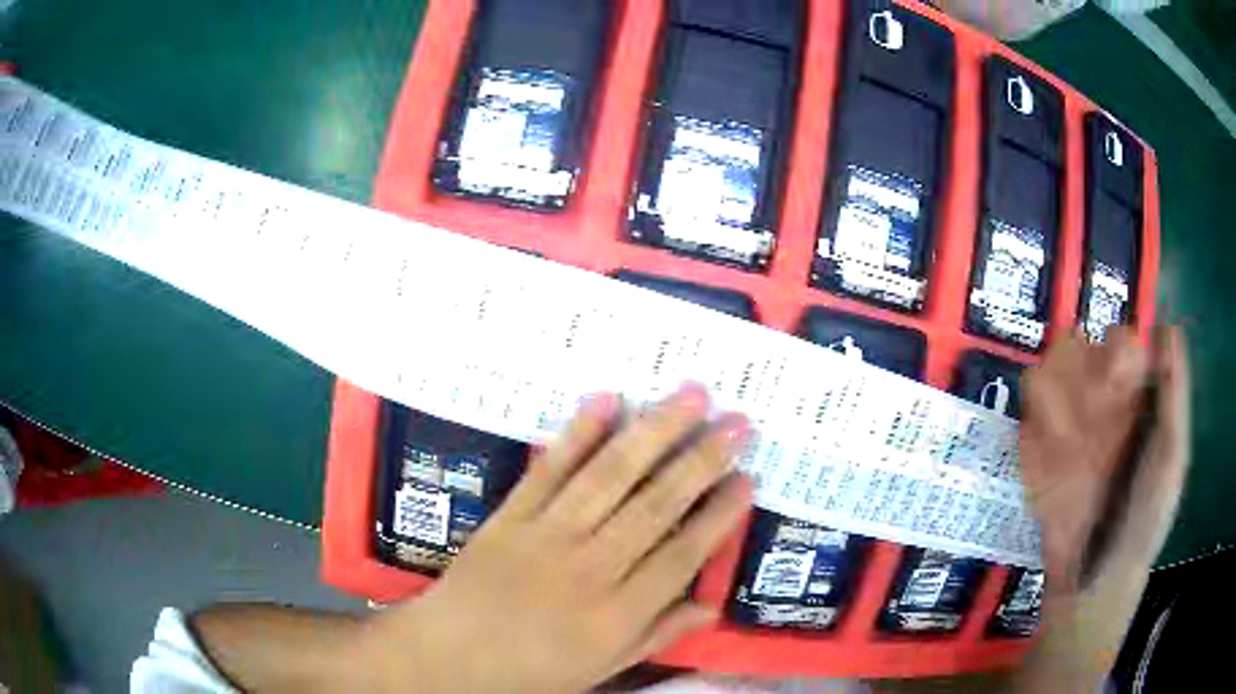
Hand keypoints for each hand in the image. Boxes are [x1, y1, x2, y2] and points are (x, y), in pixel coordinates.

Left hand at [357, 384, 752, 693]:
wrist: (451, 656)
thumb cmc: (532, 670)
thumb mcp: (603, 668)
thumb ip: (658, 634)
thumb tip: (710, 606)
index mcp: (617, 614)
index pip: (682, 555)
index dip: (718, 515)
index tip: (748, 479)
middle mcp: (590, 568)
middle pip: (655, 506)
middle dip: (702, 461)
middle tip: (738, 422)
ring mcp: (546, 535)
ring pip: (609, 477)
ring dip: (654, 432)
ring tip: (692, 396)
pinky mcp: (510, 516)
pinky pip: (548, 469)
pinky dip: (577, 433)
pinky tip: (607, 399)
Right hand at [1020, 326, 1189, 594]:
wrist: (1097, 579)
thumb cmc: (1146, 518)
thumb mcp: (1172, 457)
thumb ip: (1175, 396)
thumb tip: (1167, 325)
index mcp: (1133, 399)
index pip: (1120, 341)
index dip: (1119, 344)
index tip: (1122, 368)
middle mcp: (1098, 406)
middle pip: (1078, 350)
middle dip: (1082, 366)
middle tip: (1094, 404)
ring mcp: (1064, 433)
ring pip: (1046, 376)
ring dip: (1053, 393)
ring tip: (1068, 432)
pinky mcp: (1036, 460)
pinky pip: (1025, 425)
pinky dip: (1032, 429)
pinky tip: (1048, 456)